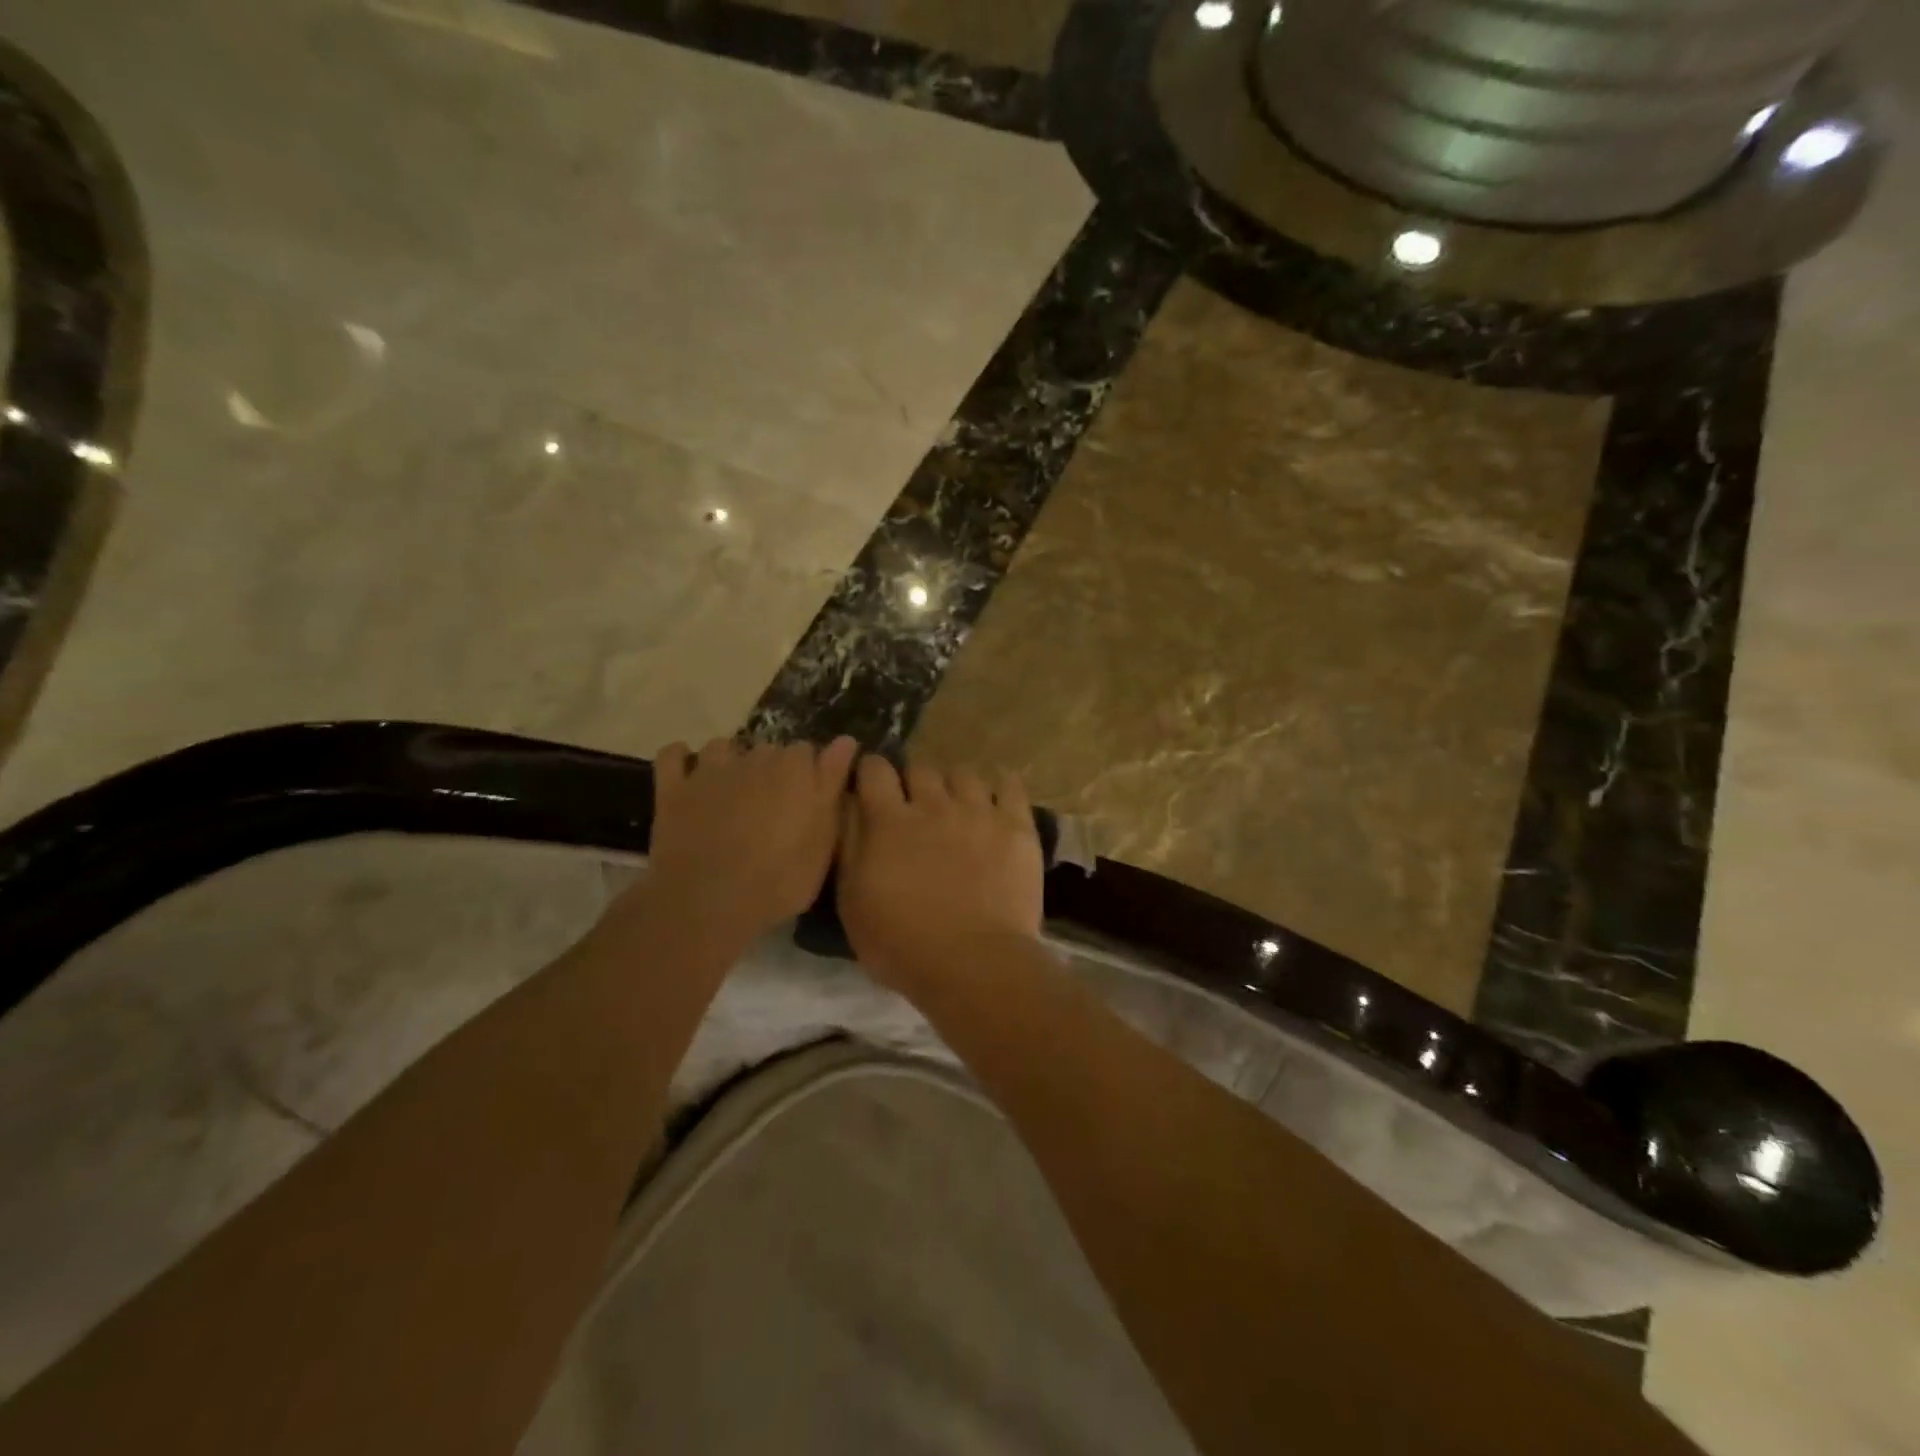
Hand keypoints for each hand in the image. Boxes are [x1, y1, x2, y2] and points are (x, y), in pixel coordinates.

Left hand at [630, 736, 857, 947]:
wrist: (709, 902)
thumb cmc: (779, 879)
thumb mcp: (822, 839)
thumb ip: (832, 783)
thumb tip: (846, 740)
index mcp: (795, 769)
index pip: (808, 752)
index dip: (808, 775)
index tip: (808, 800)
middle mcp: (754, 757)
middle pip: (768, 749)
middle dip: (772, 769)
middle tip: (772, 806)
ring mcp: (710, 770)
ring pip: (724, 746)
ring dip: (730, 760)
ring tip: (732, 791)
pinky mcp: (673, 787)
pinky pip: (673, 755)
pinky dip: (681, 759)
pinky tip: (689, 775)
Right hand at [836, 757, 1044, 992]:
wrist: (973, 964)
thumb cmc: (902, 944)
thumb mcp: (853, 902)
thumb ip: (849, 846)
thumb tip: (849, 804)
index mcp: (888, 821)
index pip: (875, 770)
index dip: (871, 771)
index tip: (872, 784)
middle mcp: (933, 804)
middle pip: (920, 767)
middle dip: (914, 780)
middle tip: (916, 804)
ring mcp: (978, 812)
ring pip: (963, 773)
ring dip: (955, 785)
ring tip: (958, 806)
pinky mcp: (1016, 826)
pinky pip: (1010, 786)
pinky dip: (1001, 785)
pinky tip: (998, 795)